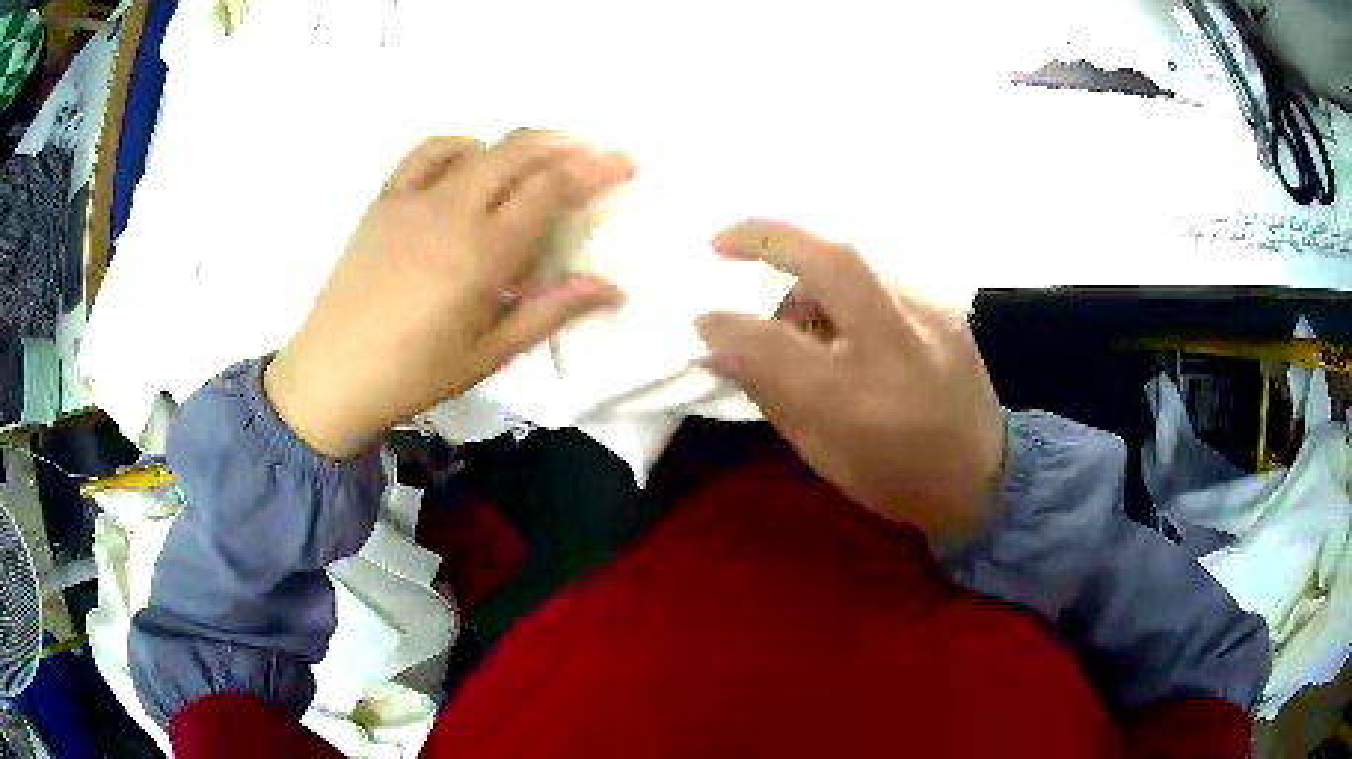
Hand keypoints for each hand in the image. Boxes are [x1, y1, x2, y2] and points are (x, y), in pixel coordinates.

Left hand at [265, 132, 633, 456]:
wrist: (333, 373)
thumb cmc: (415, 373)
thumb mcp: (490, 351)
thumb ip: (551, 310)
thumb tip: (613, 288)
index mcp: (482, 252)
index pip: (550, 189)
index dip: (594, 169)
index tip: (625, 163)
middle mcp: (451, 210)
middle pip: (519, 152)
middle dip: (566, 145)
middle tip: (593, 156)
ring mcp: (413, 199)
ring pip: (479, 146)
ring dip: (518, 144)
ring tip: (539, 160)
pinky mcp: (384, 200)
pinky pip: (427, 153)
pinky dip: (461, 146)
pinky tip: (471, 161)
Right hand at [695, 220, 1004, 539]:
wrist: (984, 476)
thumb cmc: (895, 479)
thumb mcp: (823, 455)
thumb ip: (771, 393)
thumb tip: (720, 346)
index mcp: (859, 404)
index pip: (775, 347)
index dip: (727, 327)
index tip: (700, 320)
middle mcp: (899, 348)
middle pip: (833, 264)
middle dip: (768, 237)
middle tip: (722, 240)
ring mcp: (931, 317)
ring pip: (855, 265)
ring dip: (806, 273)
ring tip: (791, 307)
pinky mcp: (946, 306)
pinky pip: (879, 279)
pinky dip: (844, 288)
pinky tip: (840, 317)